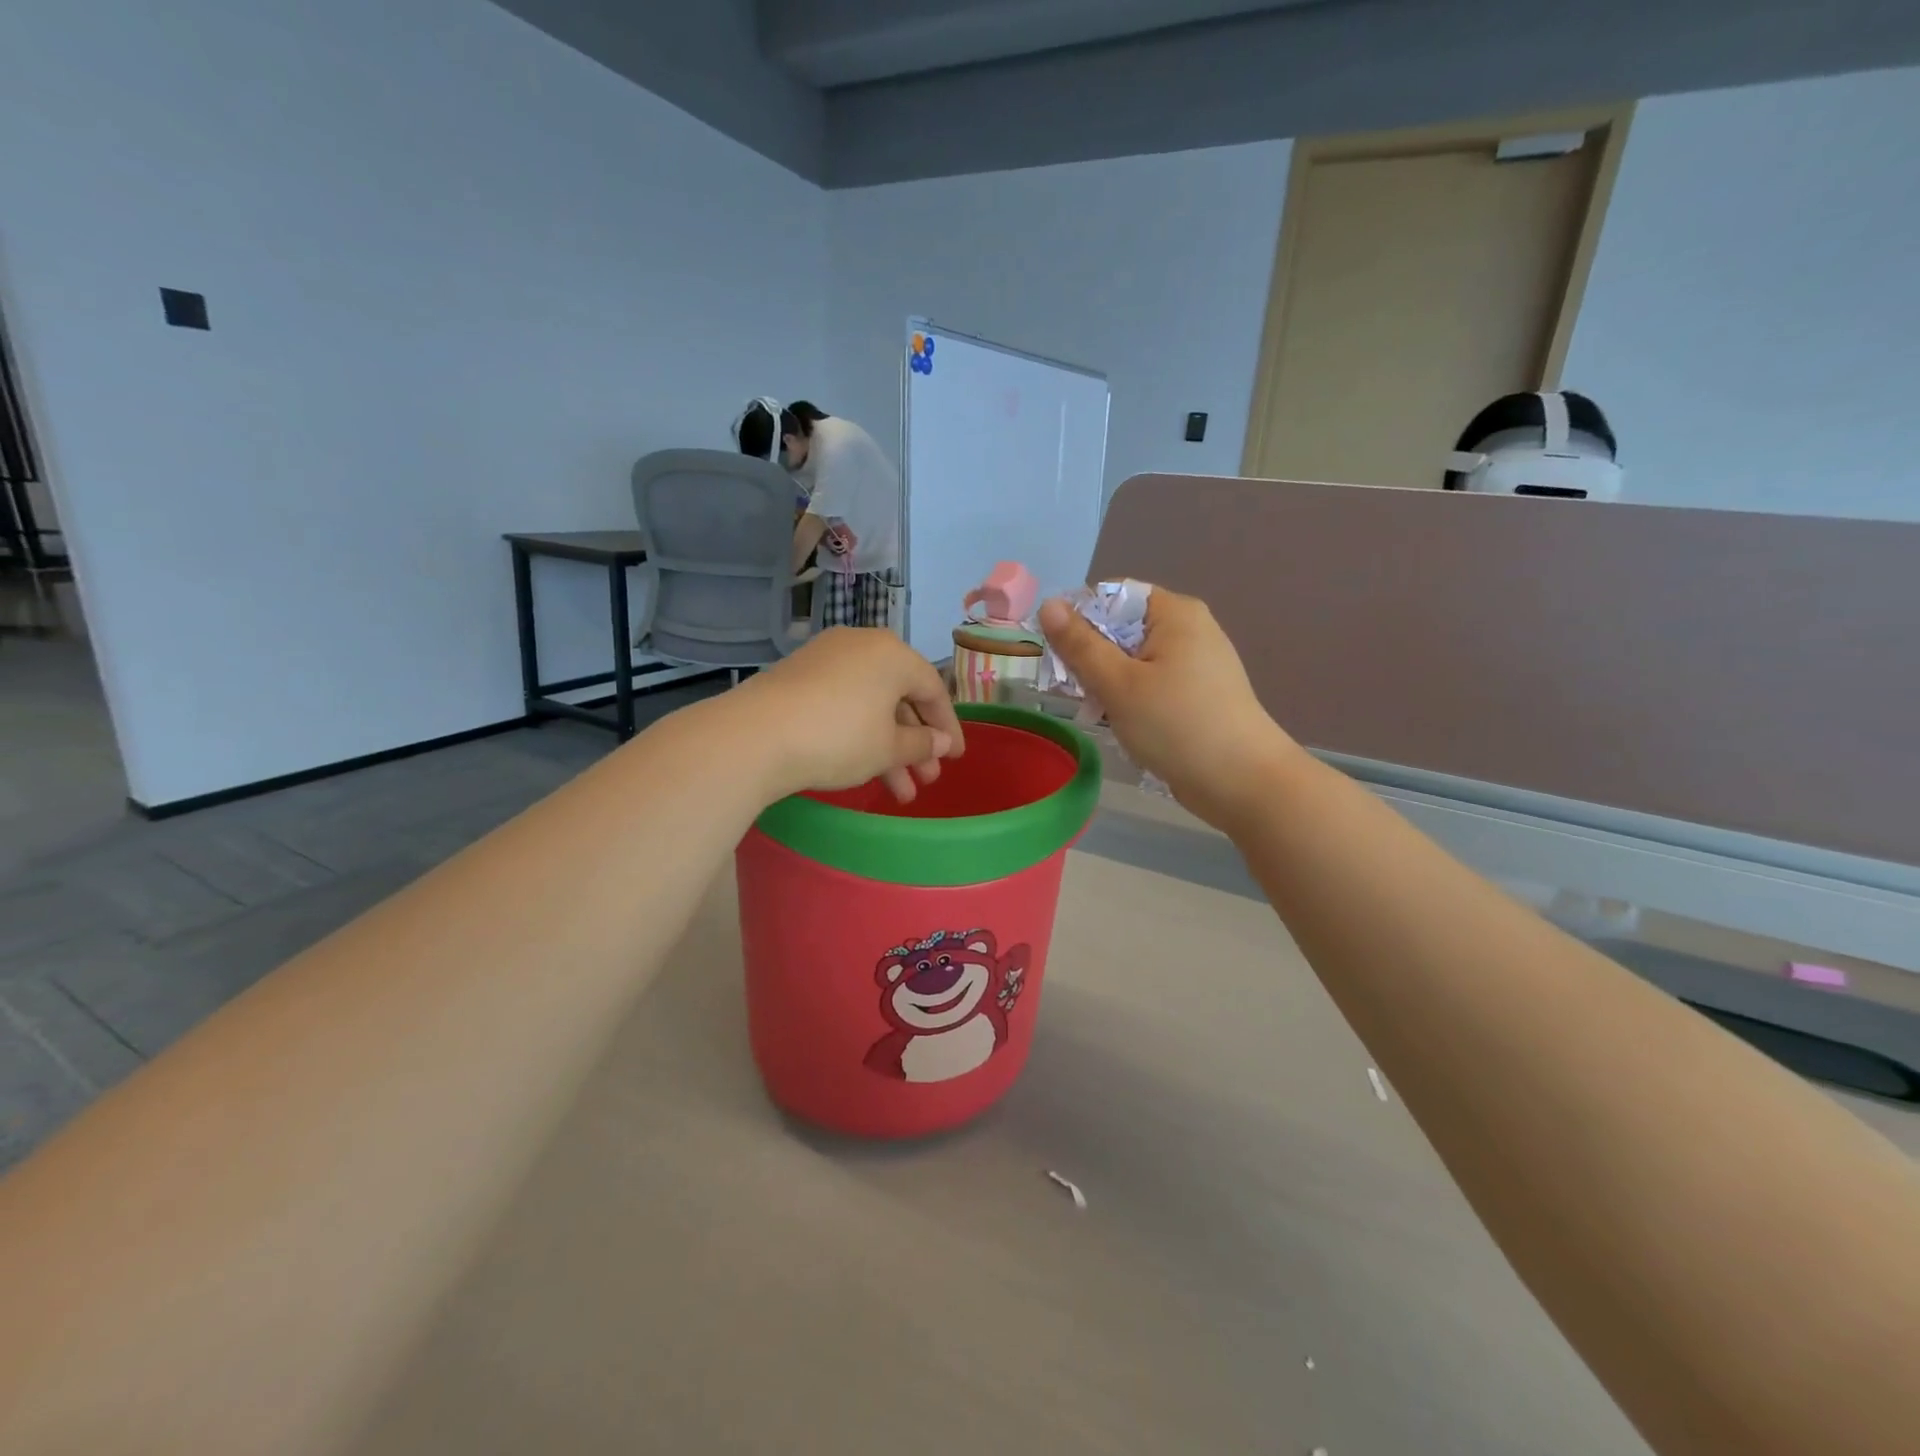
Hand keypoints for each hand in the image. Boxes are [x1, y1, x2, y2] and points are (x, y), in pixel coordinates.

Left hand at [738, 628, 964, 803]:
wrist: (755, 736)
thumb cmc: (839, 738)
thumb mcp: (887, 748)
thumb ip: (921, 744)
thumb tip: (940, 742)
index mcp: (892, 654)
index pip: (933, 690)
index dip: (948, 727)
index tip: (955, 757)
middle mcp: (862, 646)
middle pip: (901, 697)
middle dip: (916, 744)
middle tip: (926, 780)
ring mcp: (827, 659)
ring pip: (871, 705)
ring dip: (888, 748)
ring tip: (899, 793)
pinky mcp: (799, 676)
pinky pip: (844, 703)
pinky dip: (859, 734)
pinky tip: (864, 769)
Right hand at [1037, 588, 1296, 830]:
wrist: (1243, 782)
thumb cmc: (1176, 725)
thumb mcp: (1118, 684)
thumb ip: (1080, 645)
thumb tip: (1049, 604)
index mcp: (1174, 612)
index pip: (1112, 594)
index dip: (1079, 619)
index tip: (1060, 656)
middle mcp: (1189, 628)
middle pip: (1122, 627)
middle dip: (1092, 657)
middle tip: (1076, 693)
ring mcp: (1197, 662)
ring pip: (1133, 659)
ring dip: (1108, 682)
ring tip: (1098, 714)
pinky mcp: (1199, 693)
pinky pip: (1152, 682)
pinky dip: (1132, 698)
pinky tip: (1124, 724)